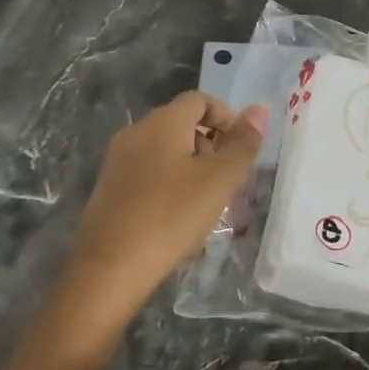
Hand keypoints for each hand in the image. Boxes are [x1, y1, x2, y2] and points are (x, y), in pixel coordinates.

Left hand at [55, 92, 268, 338]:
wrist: (108, 269)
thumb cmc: (170, 217)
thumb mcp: (218, 180)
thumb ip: (242, 144)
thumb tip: (260, 110)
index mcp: (161, 122)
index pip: (200, 100)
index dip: (226, 118)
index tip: (240, 151)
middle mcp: (136, 132)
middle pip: (181, 123)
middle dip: (210, 145)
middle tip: (227, 181)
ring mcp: (117, 161)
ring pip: (165, 150)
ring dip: (191, 167)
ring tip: (206, 204)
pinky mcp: (109, 188)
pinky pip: (148, 172)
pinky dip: (169, 184)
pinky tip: (178, 219)